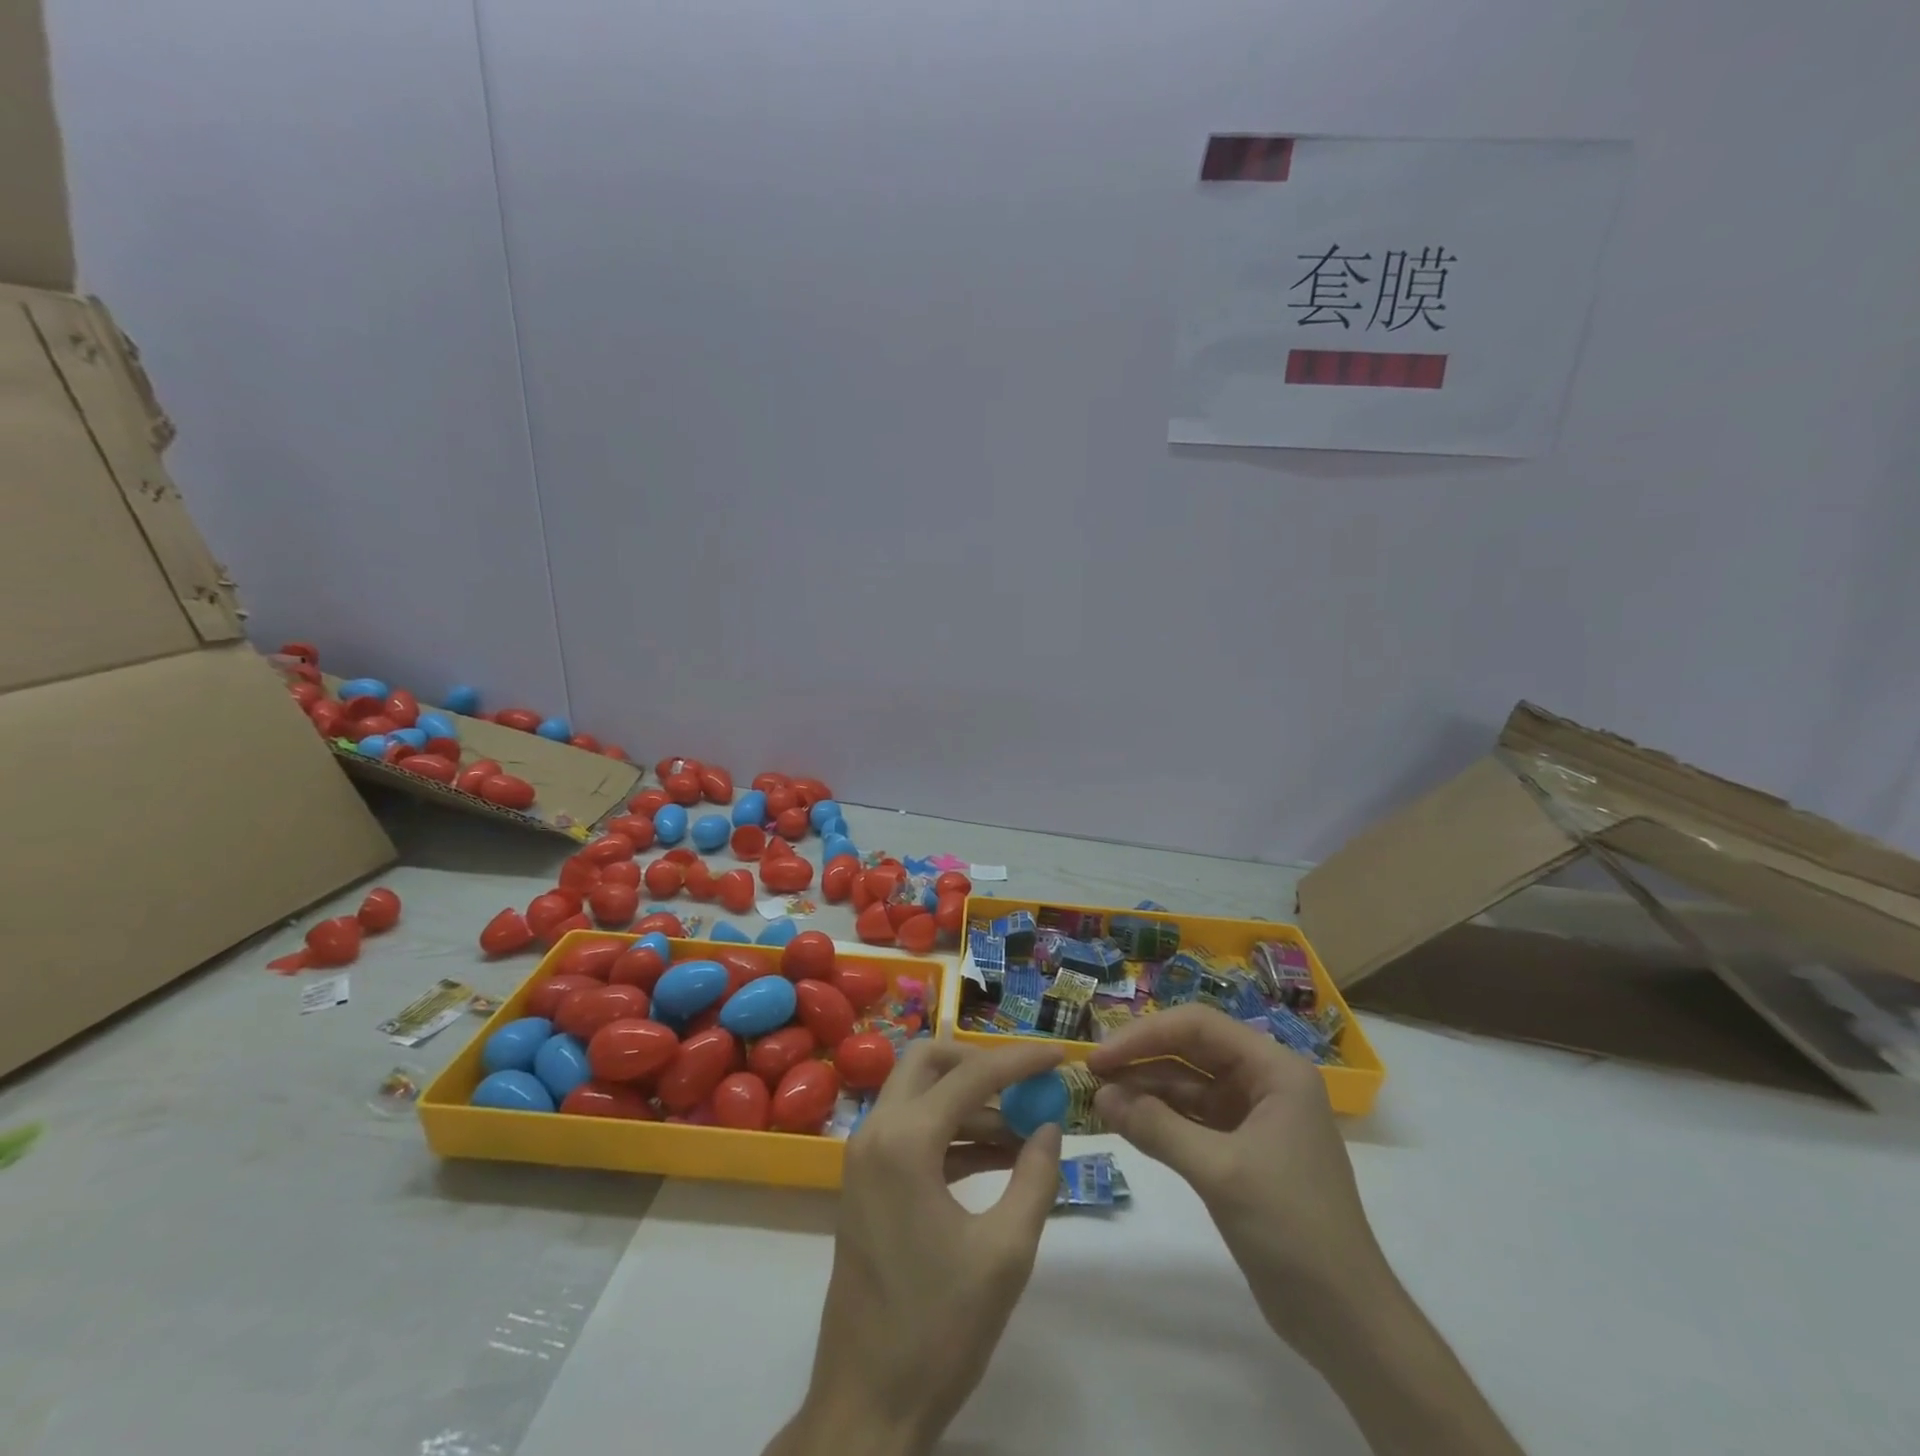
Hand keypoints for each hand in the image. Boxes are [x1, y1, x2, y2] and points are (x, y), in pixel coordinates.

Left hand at [766, 1039, 1065, 1455]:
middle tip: (1025, 1083)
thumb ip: (1035, 1178)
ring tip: (1025, 1128)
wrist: (866, 1403)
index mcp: (904, 1141)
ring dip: (970, 1101)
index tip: (1059, 1054)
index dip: (1020, 1060)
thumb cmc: (938, 1328)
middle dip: (979, 1063)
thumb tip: (1050, 1127)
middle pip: (928, 1062)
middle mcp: (876, 1133)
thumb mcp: (1005, 1253)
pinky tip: (999, 1156)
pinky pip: (913, 1132)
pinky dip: (953, 1132)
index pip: (971, 1075)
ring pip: (919, 1095)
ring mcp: (865, 1158)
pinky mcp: (867, 1183)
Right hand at [1091, 1005, 1525, 1455]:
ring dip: (1145, 1089)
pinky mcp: (1240, 1148)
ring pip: (1187, 1083)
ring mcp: (1252, 1115)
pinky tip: (1125, 1122)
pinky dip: (1158, 1118)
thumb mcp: (1220, 1171)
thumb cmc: (1292, 1228)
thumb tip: (1099, 1096)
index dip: (1144, 1035)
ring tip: (1100, 1100)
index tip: (1100, 1057)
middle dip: (1141, 1058)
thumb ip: (1157, 1127)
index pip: (1199, 1026)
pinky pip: (1191, 1117)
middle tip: (1091, 1074)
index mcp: (1274, 1069)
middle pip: (1191, 1049)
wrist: (1344, 1320)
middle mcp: (1264, 1081)